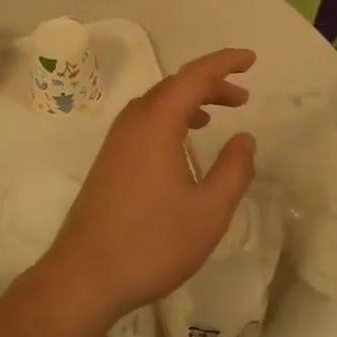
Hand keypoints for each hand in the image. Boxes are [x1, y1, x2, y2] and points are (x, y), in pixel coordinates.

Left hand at [39, 49, 257, 328]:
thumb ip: (233, 170)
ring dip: (189, 102)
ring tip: (217, 114)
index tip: (251, 60)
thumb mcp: (209, 211)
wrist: (84, 277)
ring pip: (156, 105)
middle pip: (173, 86)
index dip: (224, 63)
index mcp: (156, 124)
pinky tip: (182, 145)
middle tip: (242, 96)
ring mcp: (115, 143)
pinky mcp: (108, 163)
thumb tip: (244, 138)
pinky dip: (170, 120)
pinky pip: (143, 123)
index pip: (193, 76)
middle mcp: (132, 124)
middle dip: (210, 83)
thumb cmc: (152, 243)